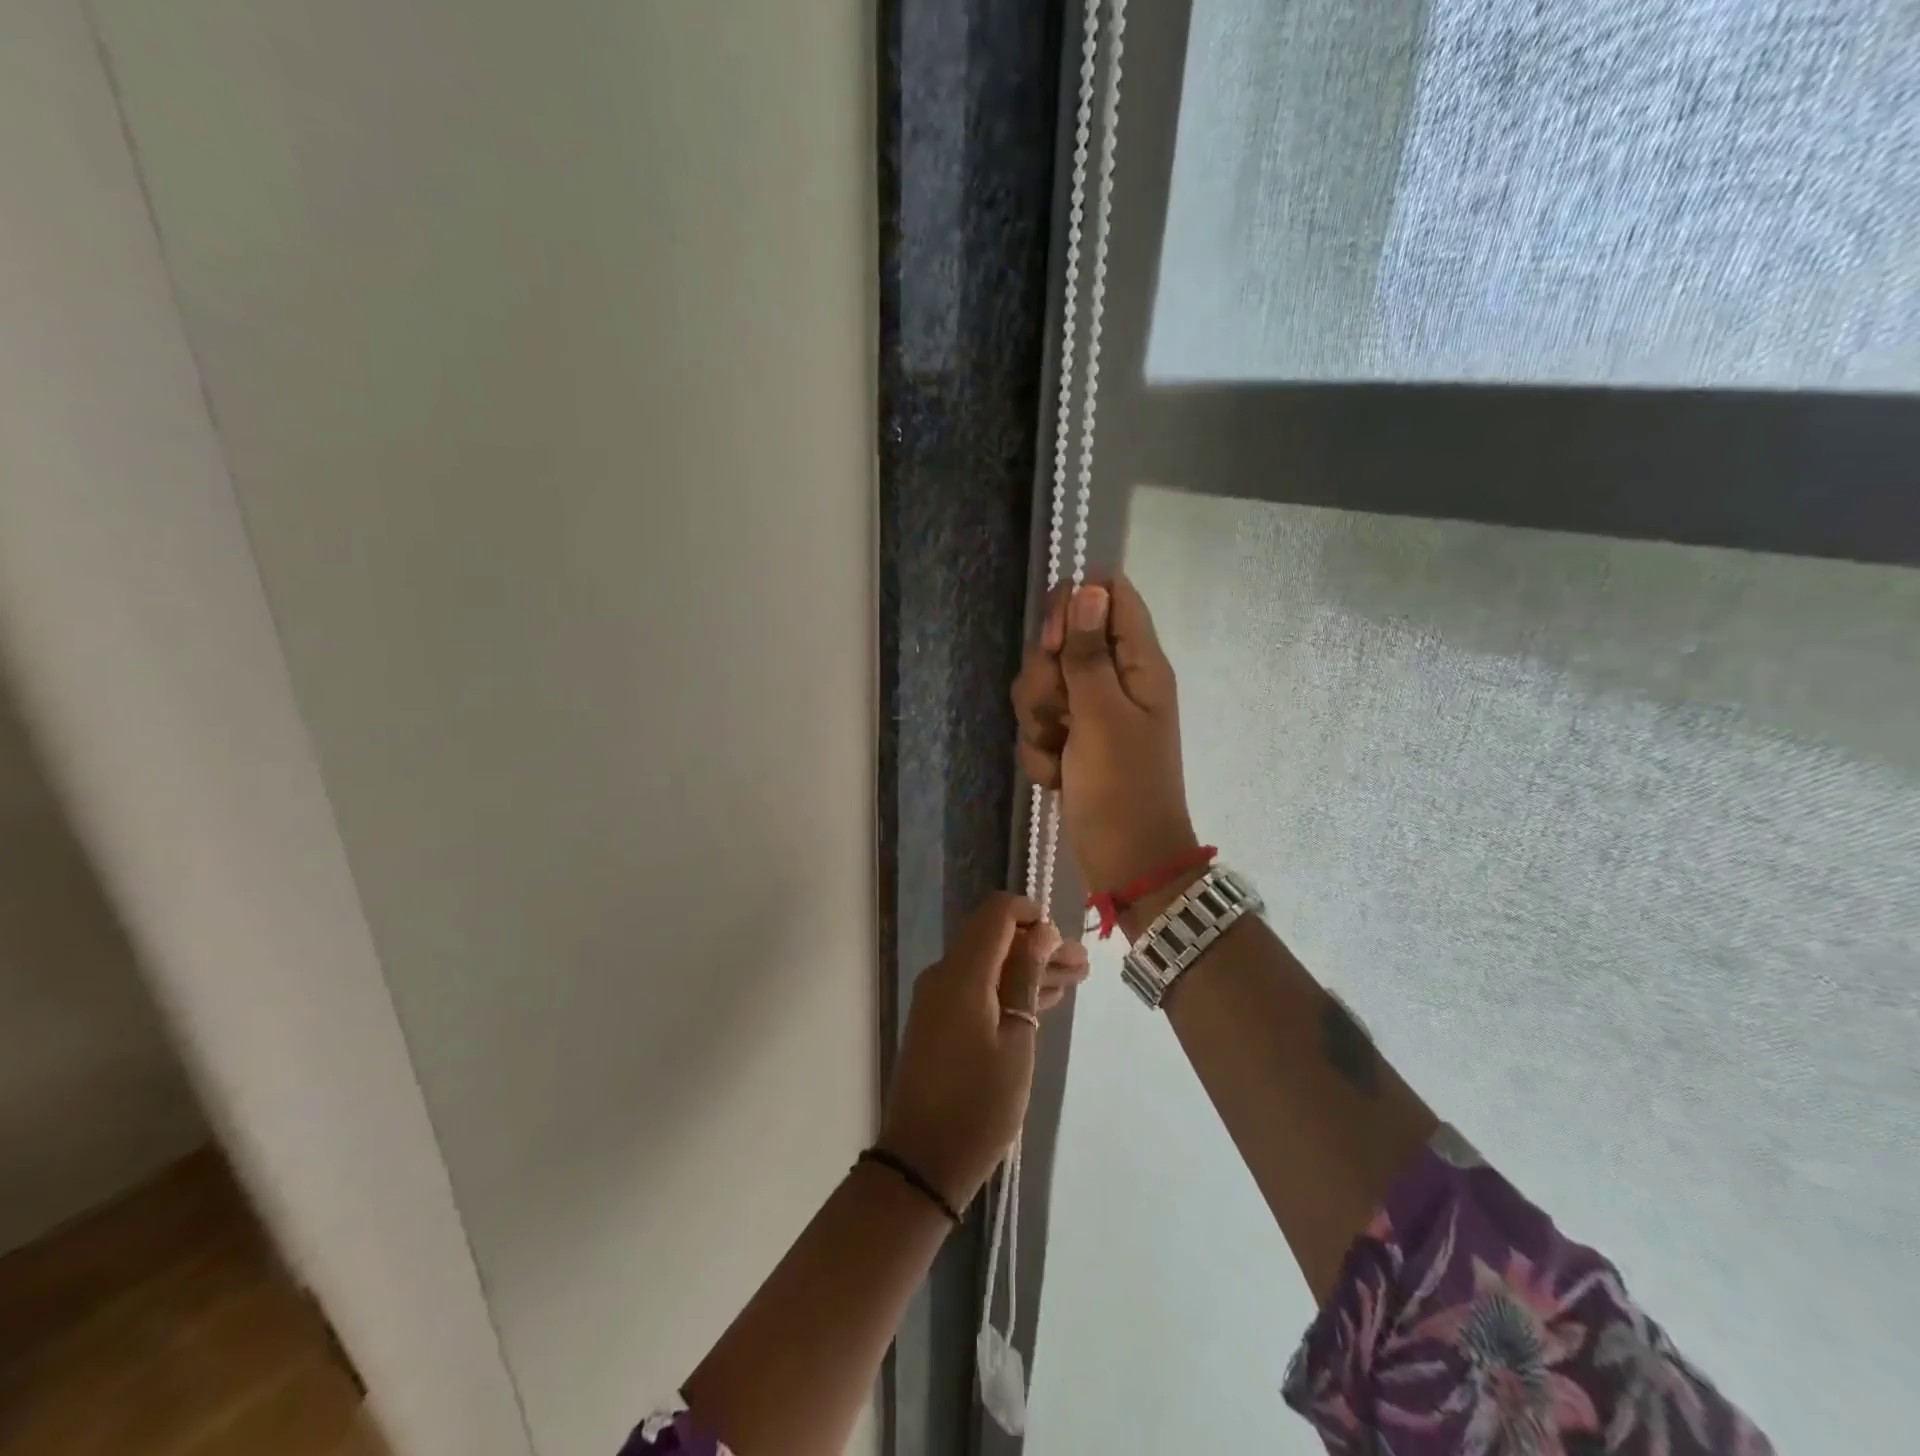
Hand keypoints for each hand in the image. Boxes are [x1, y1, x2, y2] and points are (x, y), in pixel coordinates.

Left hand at [878, 894, 1089, 1207]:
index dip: (1031, 914)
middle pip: (995, 939)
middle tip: (1082, 966)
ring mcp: (938, 999)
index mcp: (962, 973)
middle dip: (1038, 945)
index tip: (1064, 937)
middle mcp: (945, 975)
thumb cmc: (979, 1103)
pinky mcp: (939, 1021)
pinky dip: (1009, 990)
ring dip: (1028, 969)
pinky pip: (978, 988)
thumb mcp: (1017, 1040)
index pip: (996, 913)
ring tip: (1074, 980)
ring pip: (989, 965)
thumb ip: (1027, 979)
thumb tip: (1042, 932)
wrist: (922, 1161)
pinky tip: (1044, 1000)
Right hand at [1010, 577, 1196, 893]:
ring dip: (1038, 720)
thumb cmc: (1122, 789)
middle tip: (1058, 712)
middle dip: (1045, 678)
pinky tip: (1056, 775)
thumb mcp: (1102, 717)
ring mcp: (1092, 712)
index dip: (1073, 606)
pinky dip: (1041, 751)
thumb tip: (1089, 589)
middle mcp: (1116, 679)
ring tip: (1058, 753)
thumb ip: (1089, 654)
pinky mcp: (1072, 740)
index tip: (1053, 643)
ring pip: (1043, 685)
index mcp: (1139, 664)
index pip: (1110, 596)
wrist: (1125, 863)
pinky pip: (1039, 724)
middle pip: (1063, 640)